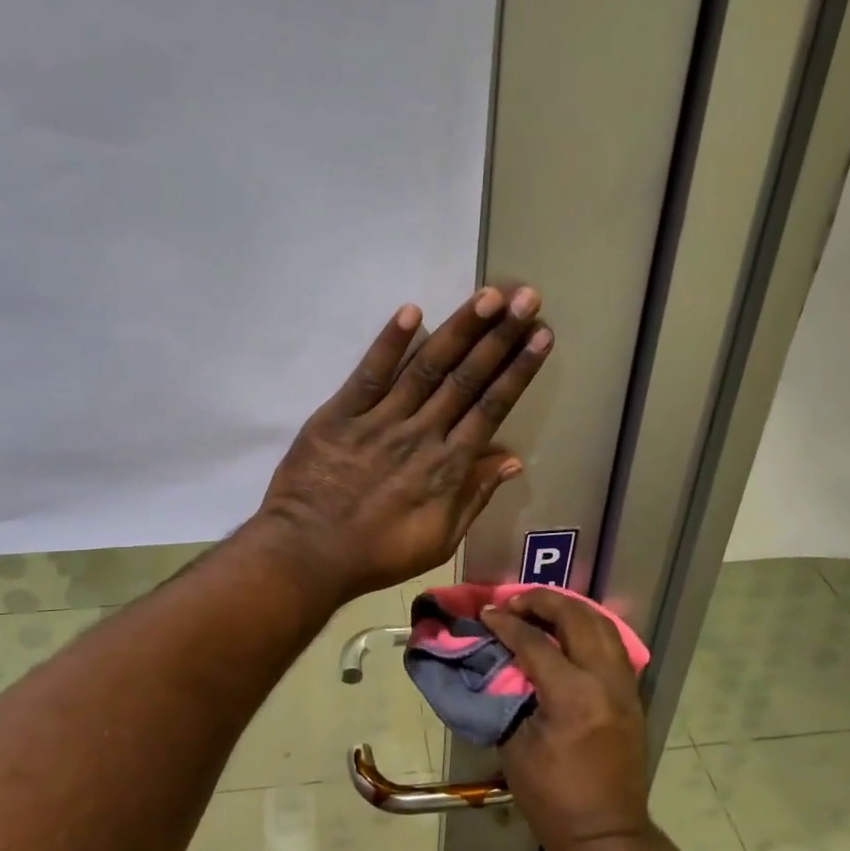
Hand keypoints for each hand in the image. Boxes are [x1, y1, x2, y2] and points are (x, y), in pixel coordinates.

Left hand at [256, 286, 551, 598]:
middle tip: (526, 297)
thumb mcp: (438, 540)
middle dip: (499, 336)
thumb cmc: (378, 554)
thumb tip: (511, 460)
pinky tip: (411, 311)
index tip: (541, 335)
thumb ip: (474, 497)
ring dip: (459, 330)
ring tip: (488, 296)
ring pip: (426, 367)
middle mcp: (421, 433)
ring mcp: (380, 420)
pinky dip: (389, 343)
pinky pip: (369, 374)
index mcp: (447, 466)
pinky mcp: (339, 414)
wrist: (308, 554)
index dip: (518, 370)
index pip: (491, 407)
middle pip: (466, 378)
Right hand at [483, 590, 650, 850]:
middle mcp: (605, 680)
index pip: (534, 641)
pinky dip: (588, 627)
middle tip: (513, 602)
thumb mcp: (515, 745)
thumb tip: (495, 660)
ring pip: (602, 624)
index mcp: (572, 695)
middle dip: (542, 601)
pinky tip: (567, 631)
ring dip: (569, 609)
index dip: (505, 623)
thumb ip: (506, 694)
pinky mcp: (632, 695)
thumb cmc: (551, 797)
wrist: (605, 834)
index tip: (485, 614)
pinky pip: (613, 644)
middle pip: (576, 618)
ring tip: (540, 608)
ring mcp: (625, 686)